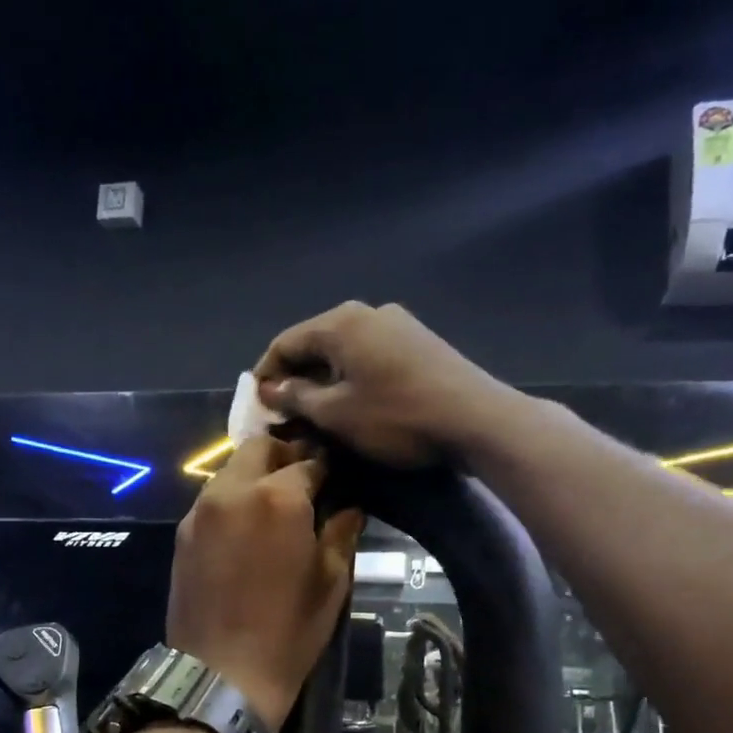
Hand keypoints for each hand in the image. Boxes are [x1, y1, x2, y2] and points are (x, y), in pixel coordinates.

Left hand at [167, 437, 364, 729]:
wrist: (222, 673)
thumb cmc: (288, 631)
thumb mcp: (330, 582)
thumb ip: (340, 533)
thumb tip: (348, 508)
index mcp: (278, 498)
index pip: (308, 461)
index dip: (326, 468)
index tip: (336, 479)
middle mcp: (234, 491)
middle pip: (260, 448)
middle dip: (285, 455)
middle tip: (304, 481)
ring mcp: (202, 510)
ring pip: (231, 470)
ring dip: (255, 475)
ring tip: (274, 504)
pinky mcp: (183, 532)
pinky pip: (212, 498)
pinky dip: (233, 498)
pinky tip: (246, 526)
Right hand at [253, 302, 516, 467]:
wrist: (475, 419)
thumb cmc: (396, 417)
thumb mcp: (336, 414)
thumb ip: (297, 398)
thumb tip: (271, 389)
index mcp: (341, 323)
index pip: (285, 342)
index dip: (265, 373)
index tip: (256, 405)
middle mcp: (368, 313)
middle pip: (316, 343)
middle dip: (295, 378)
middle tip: (283, 414)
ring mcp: (398, 325)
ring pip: (344, 351)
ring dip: (324, 380)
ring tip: (315, 414)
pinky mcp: (420, 344)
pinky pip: (370, 356)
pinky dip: (351, 378)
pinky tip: (352, 404)